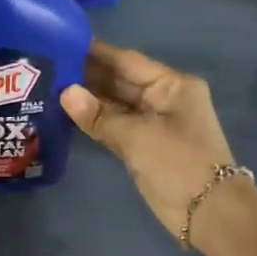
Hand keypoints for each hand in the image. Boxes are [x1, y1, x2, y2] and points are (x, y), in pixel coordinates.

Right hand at [60, 42, 236, 239]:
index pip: (127, 61)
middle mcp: (163, 98)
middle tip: (48, 67)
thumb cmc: (178, 163)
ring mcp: (154, 123)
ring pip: (116, 105)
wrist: (209, 213)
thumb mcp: (137, 136)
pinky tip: (67, 115)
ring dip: (88, 100)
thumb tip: (65, 93)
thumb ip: (99, 115)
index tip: (63, 42)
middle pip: (120, 81)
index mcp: (171, 85)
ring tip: (50, 88)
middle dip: (88, 76)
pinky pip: (115, 126)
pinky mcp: (144, 146)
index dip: (96, 53)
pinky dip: (95, 121)